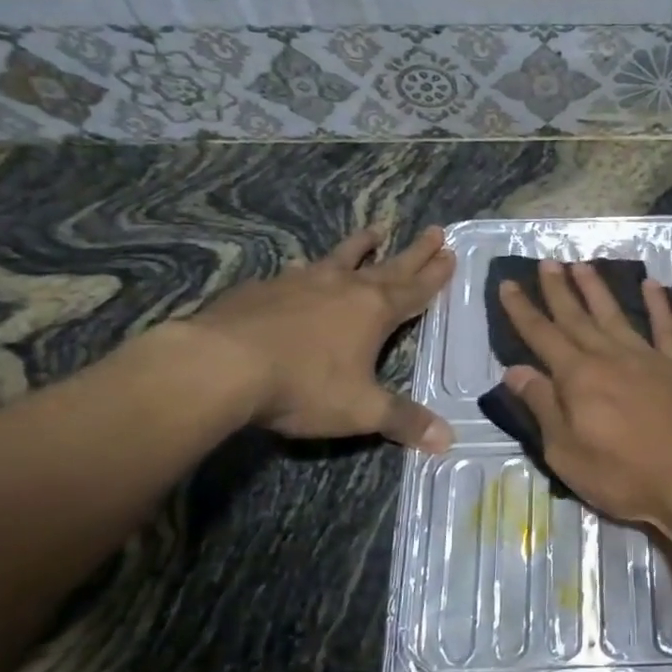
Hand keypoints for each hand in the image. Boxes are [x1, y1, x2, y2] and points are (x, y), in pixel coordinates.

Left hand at [185, 225, 455, 447]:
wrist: (221, 364)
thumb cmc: (303, 385)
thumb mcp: (361, 410)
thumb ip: (404, 421)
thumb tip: (448, 440)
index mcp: (374, 311)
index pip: (415, 290)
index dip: (435, 275)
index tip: (451, 253)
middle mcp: (344, 287)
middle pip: (389, 266)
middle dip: (415, 252)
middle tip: (435, 231)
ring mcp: (302, 282)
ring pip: (341, 258)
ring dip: (362, 245)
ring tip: (376, 230)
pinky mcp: (264, 287)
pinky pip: (299, 271)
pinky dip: (313, 267)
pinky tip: (305, 268)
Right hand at [498, 261, 671, 530]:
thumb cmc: (624, 475)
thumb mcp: (566, 452)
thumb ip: (542, 406)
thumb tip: (515, 370)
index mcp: (578, 377)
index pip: (542, 336)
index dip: (523, 310)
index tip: (509, 284)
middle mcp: (610, 357)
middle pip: (577, 318)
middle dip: (559, 290)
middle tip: (547, 262)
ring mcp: (649, 358)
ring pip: (616, 315)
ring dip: (597, 289)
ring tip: (582, 265)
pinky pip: (667, 328)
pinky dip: (658, 305)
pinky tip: (652, 284)